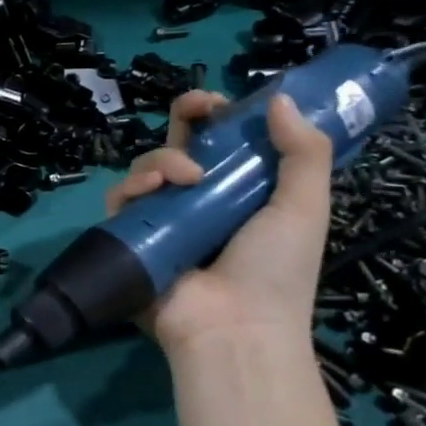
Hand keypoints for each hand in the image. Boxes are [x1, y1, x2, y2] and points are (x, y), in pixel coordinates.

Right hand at [106, 88, 334, 355]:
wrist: (234, 328)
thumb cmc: (276, 270)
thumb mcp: (305, 207)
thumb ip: (303, 152)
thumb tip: (278, 98)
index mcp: (240, 193)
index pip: (223, 143)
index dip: (220, 116)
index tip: (224, 102)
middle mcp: (197, 201)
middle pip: (179, 144)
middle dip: (184, 117)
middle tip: (195, 109)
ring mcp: (161, 219)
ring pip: (147, 166)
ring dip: (163, 159)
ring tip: (185, 178)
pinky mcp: (130, 236)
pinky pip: (120, 199)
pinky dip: (132, 187)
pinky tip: (153, 190)